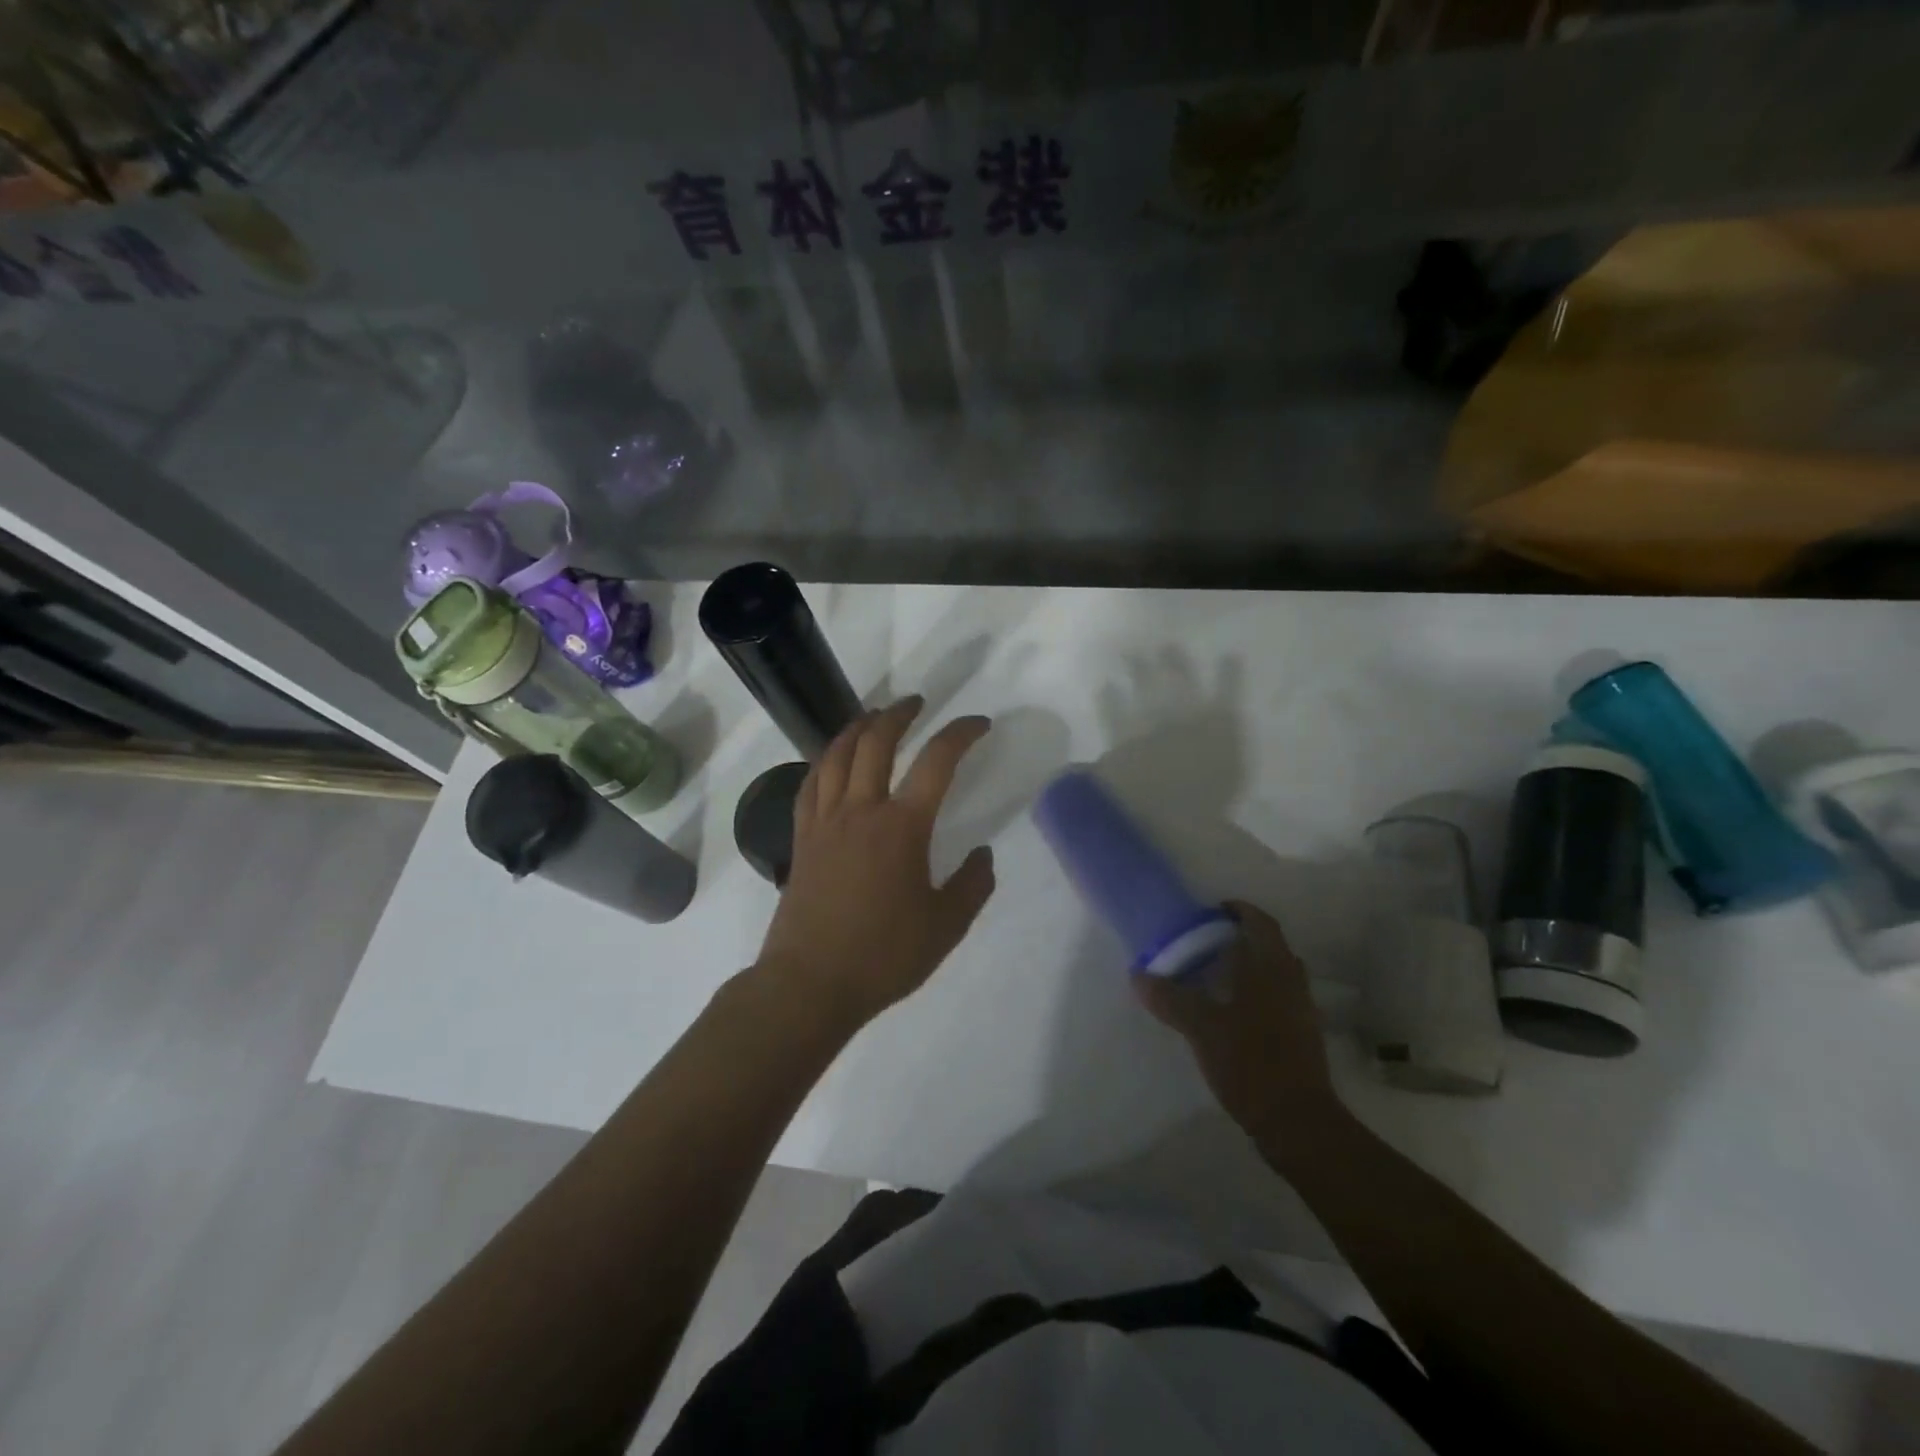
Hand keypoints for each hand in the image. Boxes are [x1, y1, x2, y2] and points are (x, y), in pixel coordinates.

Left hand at [755, 698, 996, 1027]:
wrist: (810, 983)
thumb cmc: (883, 956)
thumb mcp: (946, 926)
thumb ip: (973, 885)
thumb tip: (983, 855)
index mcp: (902, 827)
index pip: (937, 762)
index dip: (961, 733)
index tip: (979, 724)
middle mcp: (861, 811)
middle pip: (877, 742)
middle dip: (900, 713)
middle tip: (917, 702)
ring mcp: (825, 821)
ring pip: (836, 754)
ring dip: (858, 727)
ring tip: (874, 716)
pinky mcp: (802, 838)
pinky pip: (810, 784)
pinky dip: (825, 760)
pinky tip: (832, 760)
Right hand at [1134, 900, 1342, 1147]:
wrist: (1296, 1121)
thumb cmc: (1251, 1061)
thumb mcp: (1201, 1027)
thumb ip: (1170, 998)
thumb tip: (1138, 976)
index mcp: (1272, 968)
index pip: (1261, 923)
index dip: (1239, 911)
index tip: (1213, 911)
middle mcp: (1292, 982)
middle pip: (1269, 947)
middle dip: (1240, 940)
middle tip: (1205, 944)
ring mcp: (1301, 1010)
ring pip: (1275, 974)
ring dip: (1248, 968)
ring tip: (1213, 977)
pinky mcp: (1301, 1036)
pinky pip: (1277, 999)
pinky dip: (1255, 994)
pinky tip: (1229, 1012)